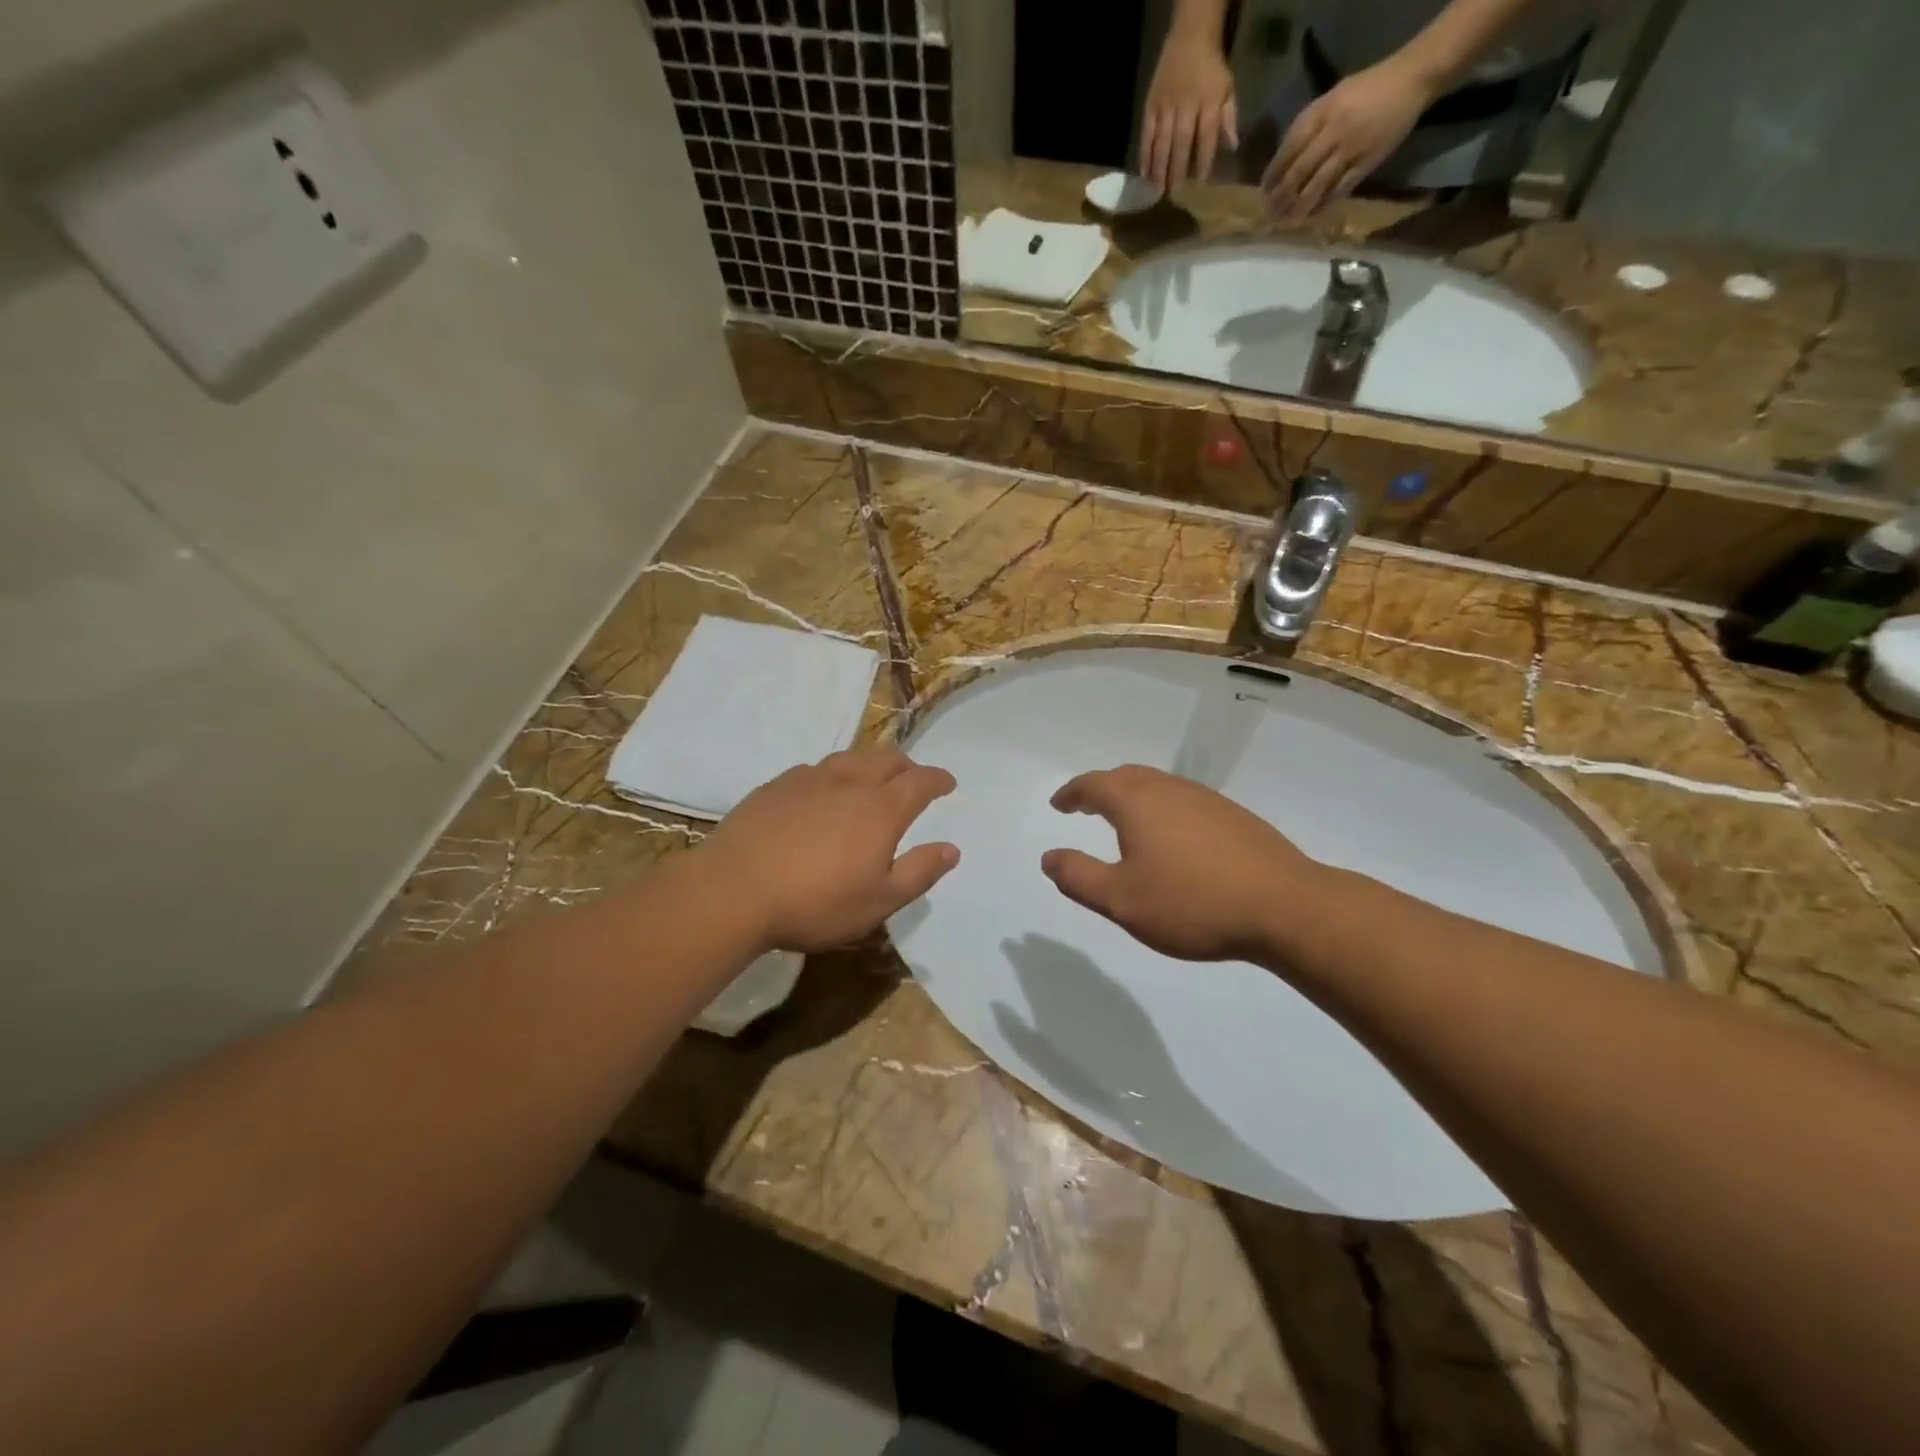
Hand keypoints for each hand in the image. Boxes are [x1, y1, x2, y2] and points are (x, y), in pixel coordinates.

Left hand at [700, 749, 958, 953]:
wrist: (734, 890)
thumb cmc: (816, 902)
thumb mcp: (879, 901)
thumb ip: (919, 872)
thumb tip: (951, 849)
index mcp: (881, 808)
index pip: (920, 781)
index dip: (938, 779)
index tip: (948, 783)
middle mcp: (849, 782)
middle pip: (888, 760)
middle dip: (908, 766)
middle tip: (913, 779)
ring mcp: (809, 779)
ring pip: (851, 758)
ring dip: (870, 765)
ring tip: (871, 780)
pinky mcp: (776, 785)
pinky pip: (816, 769)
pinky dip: (834, 774)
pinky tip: (823, 791)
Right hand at [1040, 765, 1320, 961]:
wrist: (1285, 907)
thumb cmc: (1192, 903)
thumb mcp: (1121, 900)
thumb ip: (1078, 876)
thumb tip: (1048, 857)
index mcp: (1137, 802)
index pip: (1093, 785)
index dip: (1071, 793)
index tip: (1058, 804)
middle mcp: (1170, 789)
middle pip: (1127, 777)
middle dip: (1101, 789)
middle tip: (1086, 807)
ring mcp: (1207, 800)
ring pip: (1159, 787)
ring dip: (1134, 798)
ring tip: (1125, 823)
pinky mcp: (1235, 817)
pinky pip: (1184, 802)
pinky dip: (1163, 810)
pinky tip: (1173, 840)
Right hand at [1141, 30, 1237, 192]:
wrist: (1190, 38)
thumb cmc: (1211, 70)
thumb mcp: (1227, 89)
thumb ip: (1228, 118)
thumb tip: (1232, 147)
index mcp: (1208, 102)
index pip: (1207, 135)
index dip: (1204, 159)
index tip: (1200, 181)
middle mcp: (1186, 105)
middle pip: (1181, 142)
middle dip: (1177, 168)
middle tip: (1173, 192)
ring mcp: (1166, 106)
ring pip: (1161, 141)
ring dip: (1158, 167)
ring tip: (1156, 190)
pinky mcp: (1151, 106)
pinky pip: (1146, 133)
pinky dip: (1144, 154)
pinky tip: (1144, 173)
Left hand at [1263, 58, 1431, 217]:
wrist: (1411, 80)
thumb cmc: (1367, 89)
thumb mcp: (1333, 97)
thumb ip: (1309, 125)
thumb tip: (1284, 160)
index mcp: (1322, 112)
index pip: (1289, 149)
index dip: (1273, 174)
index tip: (1264, 191)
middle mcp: (1333, 131)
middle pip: (1298, 172)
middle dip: (1281, 196)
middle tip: (1270, 213)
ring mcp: (1350, 149)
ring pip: (1316, 186)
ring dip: (1298, 207)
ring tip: (1286, 220)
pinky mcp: (1366, 163)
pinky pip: (1339, 190)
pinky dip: (1323, 205)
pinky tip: (1312, 214)